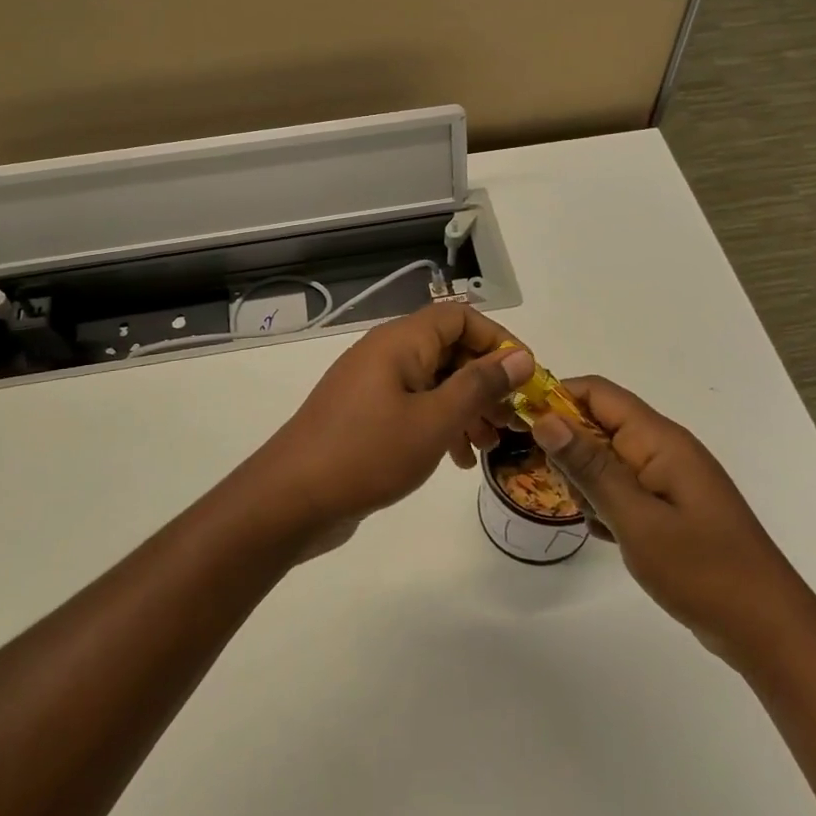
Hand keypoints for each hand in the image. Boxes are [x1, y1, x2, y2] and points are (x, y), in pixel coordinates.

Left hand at [243, 304, 532, 543]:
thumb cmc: (368, 453)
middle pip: (449, 350)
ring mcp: (372, 385)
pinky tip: (455, 461)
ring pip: (433, 382)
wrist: (291, 499)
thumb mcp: (435, 420)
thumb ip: (480, 385)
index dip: (497, 340)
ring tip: (486, 448)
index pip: (460, 316)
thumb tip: (520, 356)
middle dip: (485, 382)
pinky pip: (413, 407)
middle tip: (511, 421)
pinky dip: (439, 425)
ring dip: (465, 408)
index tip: (524, 378)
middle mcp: (386, 353)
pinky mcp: (364, 415)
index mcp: (401, 341)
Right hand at [530, 378, 807, 672]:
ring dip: (589, 485)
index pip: (597, 393)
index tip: (521, 426)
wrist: (767, 629)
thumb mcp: (635, 517)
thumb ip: (589, 466)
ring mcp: (668, 478)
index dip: (555, 398)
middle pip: (598, 425)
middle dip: (571, 452)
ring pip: (606, 460)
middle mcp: (663, 448)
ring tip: (600, 522)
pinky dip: (608, 506)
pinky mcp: (670, 505)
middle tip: (572, 494)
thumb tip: (545, 418)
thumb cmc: (702, 569)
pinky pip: (623, 489)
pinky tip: (612, 536)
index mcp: (659, 439)